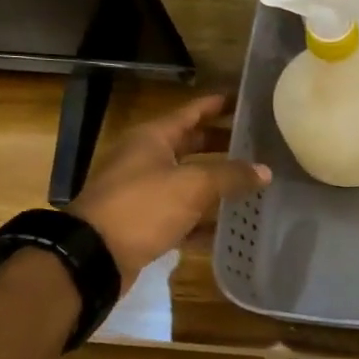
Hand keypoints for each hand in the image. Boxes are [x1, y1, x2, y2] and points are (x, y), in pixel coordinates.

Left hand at [69, 94, 269, 278]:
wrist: (94, 256)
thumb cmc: (143, 207)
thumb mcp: (193, 185)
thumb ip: (231, 175)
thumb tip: (265, 171)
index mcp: (152, 138)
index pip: (192, 112)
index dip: (218, 105)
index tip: (246, 102)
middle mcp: (145, 159)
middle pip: (191, 145)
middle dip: (222, 144)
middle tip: (257, 144)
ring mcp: (143, 192)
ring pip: (188, 180)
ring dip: (216, 183)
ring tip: (251, 183)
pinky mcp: (144, 222)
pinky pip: (181, 214)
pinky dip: (203, 218)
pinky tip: (229, 225)